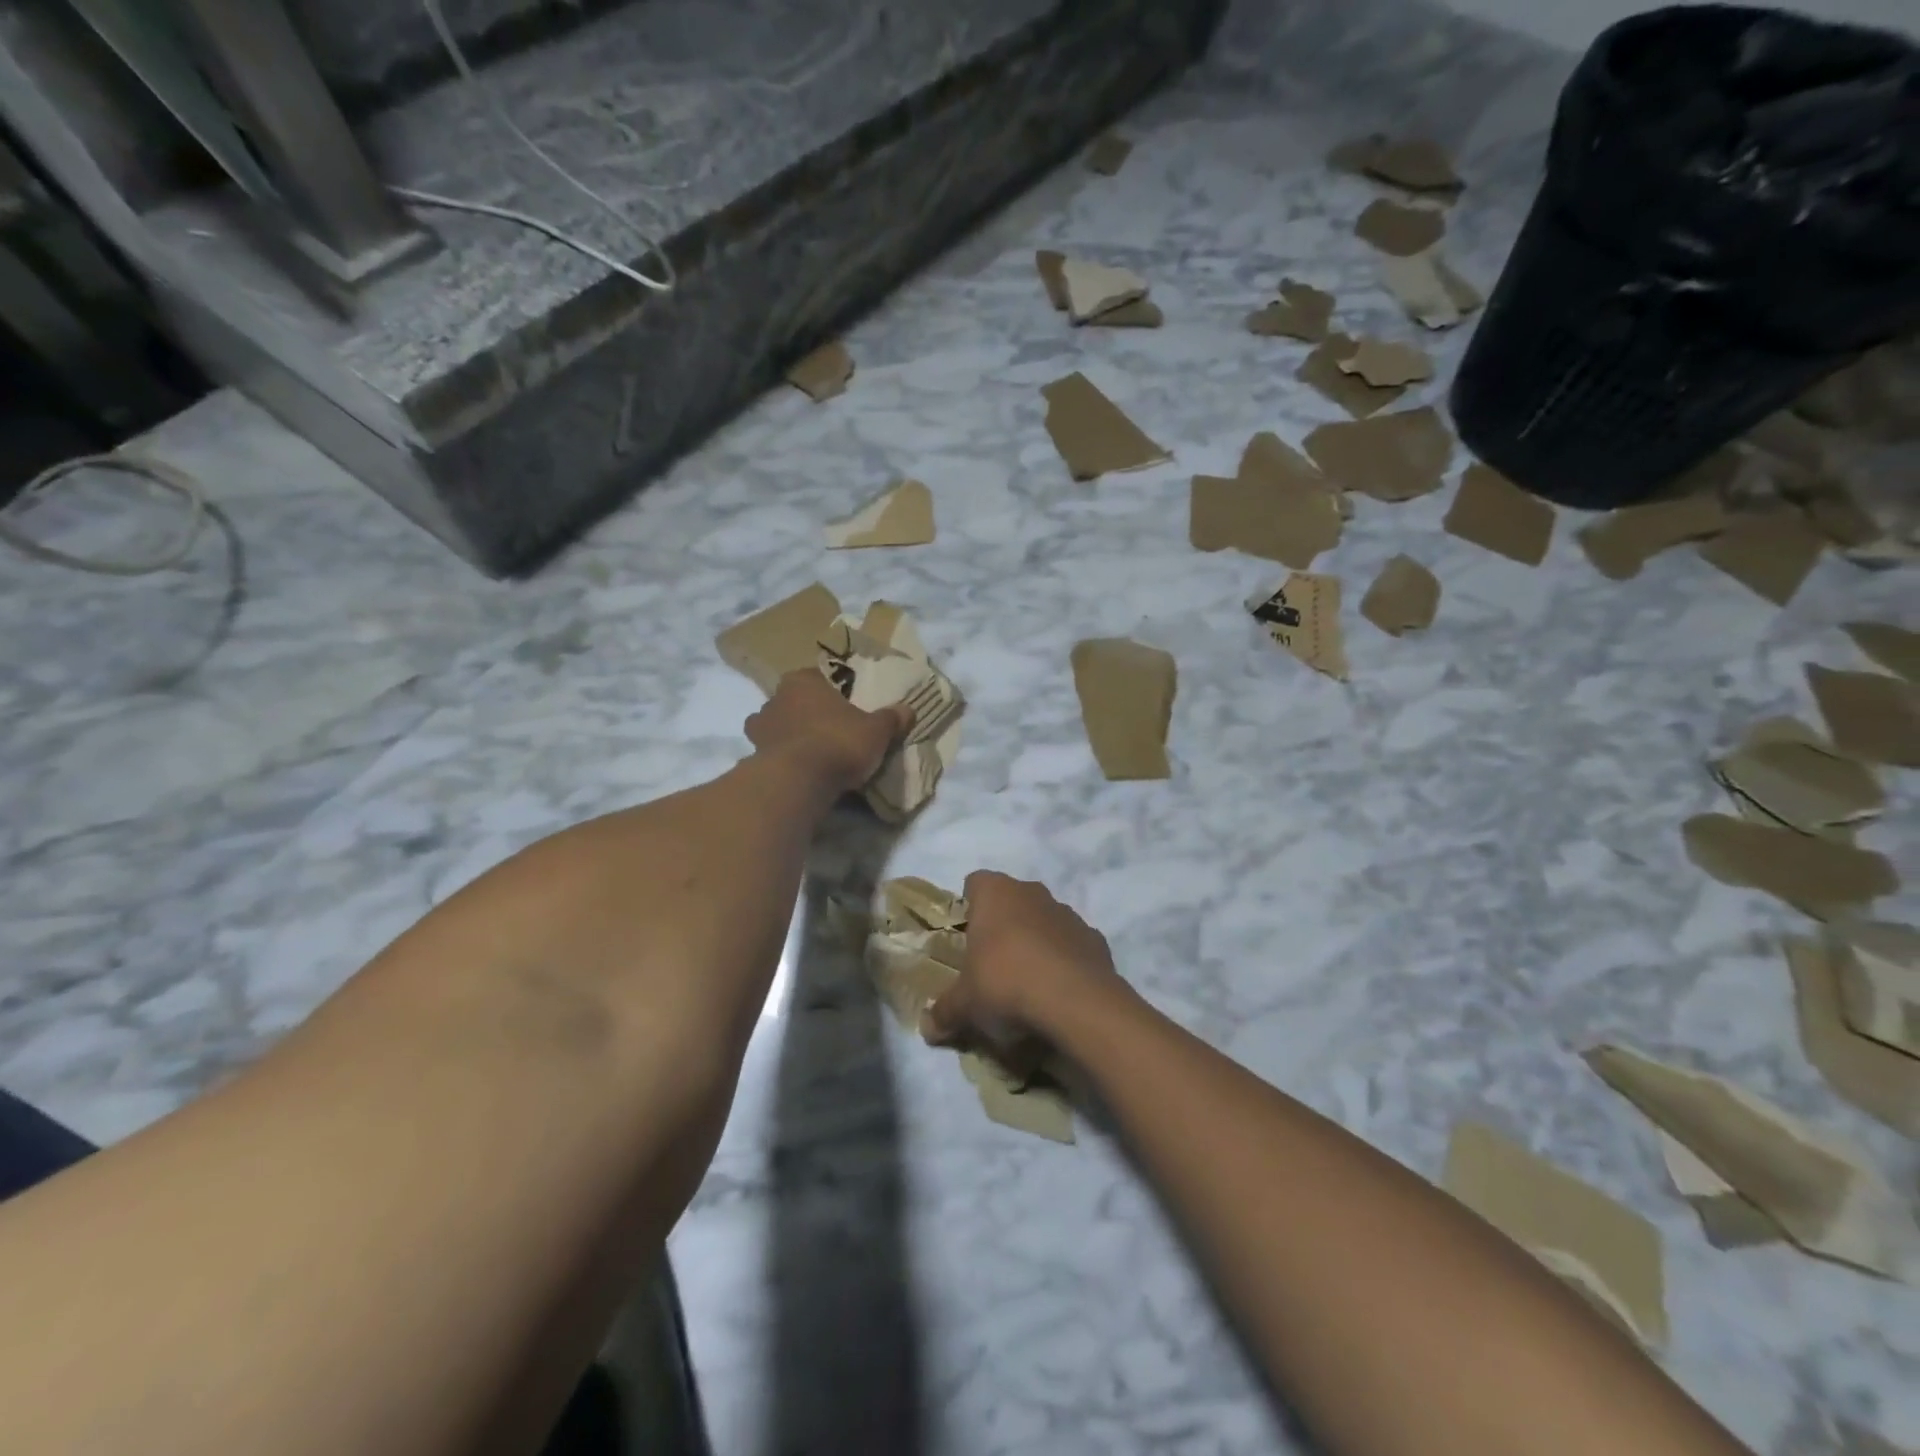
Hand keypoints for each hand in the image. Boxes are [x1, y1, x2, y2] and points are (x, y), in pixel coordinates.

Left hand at [746, 670, 910, 794]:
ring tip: (814, 754)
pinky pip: (772, 752)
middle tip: (832, 730)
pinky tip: (800, 771)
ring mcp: (760, 728)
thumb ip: (891, 718)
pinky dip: (783, 759)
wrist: (800, 780)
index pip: (818, 678)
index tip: (847, 707)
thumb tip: (908, 710)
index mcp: (803, 680)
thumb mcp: (876, 730)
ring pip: (778, 726)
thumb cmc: (839, 742)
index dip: (834, 692)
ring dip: (791, 736)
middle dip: (809, 713)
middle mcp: (775, 698)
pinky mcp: (753, 756)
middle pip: (795, 702)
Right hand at [923, 872, 1127, 1052]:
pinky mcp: (1095, 938)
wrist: (1076, 1002)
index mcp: (995, 893)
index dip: (969, 908)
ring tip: (1027, 983)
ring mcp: (1068, 913)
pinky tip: (1058, 992)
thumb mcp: (964, 1005)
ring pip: (1044, 920)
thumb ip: (944, 1012)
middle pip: (1011, 901)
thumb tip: (928, 1028)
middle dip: (1003, 927)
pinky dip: (1064, 961)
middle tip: (992, 965)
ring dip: (1035, 942)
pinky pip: (1071, 945)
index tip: (966, 939)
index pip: (975, 883)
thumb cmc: (1006, 984)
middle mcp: (1031, 892)